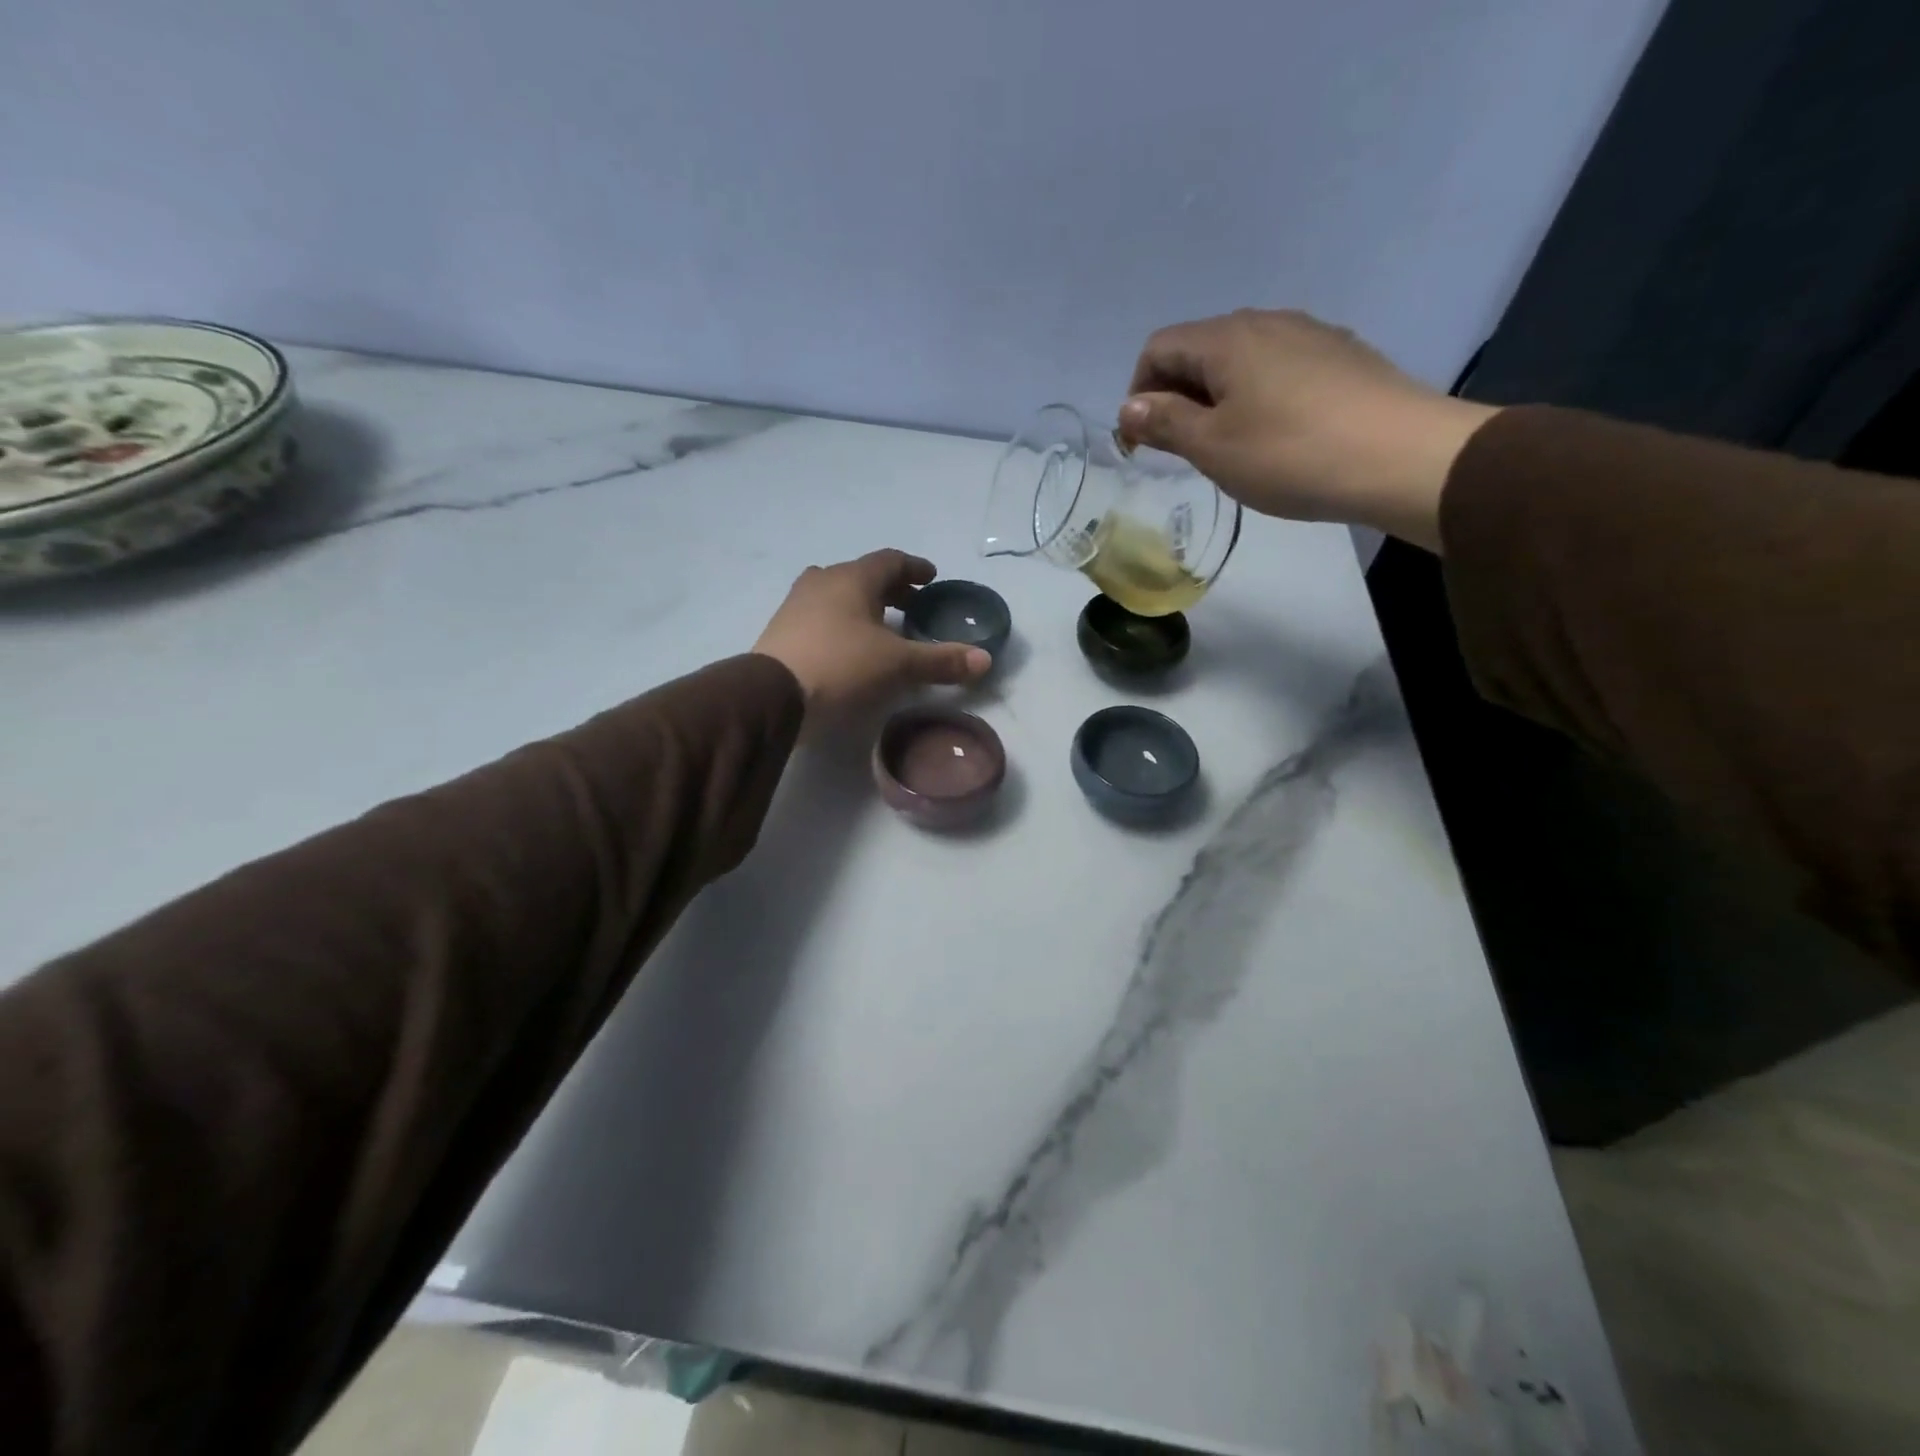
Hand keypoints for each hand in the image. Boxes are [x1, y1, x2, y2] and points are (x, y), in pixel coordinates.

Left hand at [754, 550, 991, 715]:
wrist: (772, 696)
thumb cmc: (841, 667)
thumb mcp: (898, 665)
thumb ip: (941, 661)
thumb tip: (985, 660)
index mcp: (852, 578)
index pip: (890, 560)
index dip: (915, 568)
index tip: (931, 578)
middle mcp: (822, 581)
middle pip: (862, 575)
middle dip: (890, 588)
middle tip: (912, 604)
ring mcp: (796, 604)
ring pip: (837, 593)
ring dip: (862, 604)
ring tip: (881, 626)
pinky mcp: (781, 630)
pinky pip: (820, 615)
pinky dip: (841, 622)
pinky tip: (848, 646)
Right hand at [1117, 309, 1499, 551]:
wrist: (1401, 456)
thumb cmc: (1290, 454)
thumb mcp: (1213, 447)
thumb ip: (1165, 422)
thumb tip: (1130, 407)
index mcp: (1227, 338)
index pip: (1159, 348)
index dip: (1139, 392)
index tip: (1144, 442)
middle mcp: (1266, 321)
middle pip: (1200, 349)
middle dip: (1178, 396)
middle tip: (1183, 450)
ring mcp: (1310, 334)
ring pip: (1241, 359)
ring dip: (1218, 397)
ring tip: (1230, 446)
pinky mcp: (1342, 356)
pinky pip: (1279, 368)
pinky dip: (1258, 396)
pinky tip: (1276, 435)